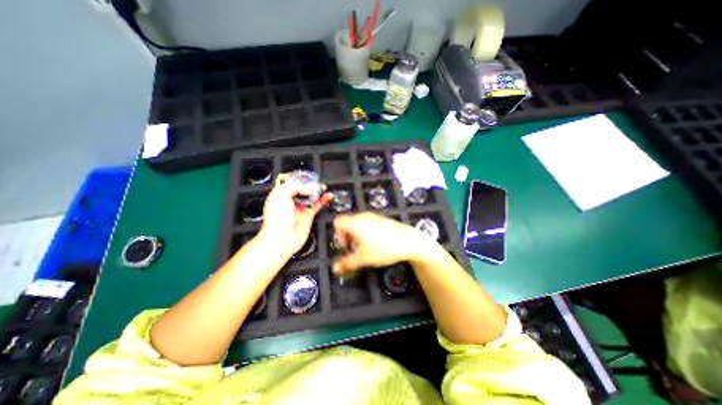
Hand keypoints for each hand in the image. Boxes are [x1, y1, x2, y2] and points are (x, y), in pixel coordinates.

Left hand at [259, 173, 331, 259]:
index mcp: (281, 194)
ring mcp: (301, 207)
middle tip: (318, 183)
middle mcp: (291, 200)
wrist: (282, 239)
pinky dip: (324, 200)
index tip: (309, 179)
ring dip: (319, 191)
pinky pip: (318, 205)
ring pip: (312, 196)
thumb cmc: (276, 221)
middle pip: (304, 188)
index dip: (301, 179)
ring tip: (324, 188)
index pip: (293, 182)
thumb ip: (295, 187)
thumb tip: (309, 188)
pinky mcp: (309, 215)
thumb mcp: (281, 196)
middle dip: (311, 185)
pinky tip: (328, 196)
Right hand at [333, 212, 433, 275]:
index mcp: (355, 223)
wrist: (408, 241)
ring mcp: (373, 216)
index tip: (346, 247)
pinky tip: (375, 243)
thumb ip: (346, 263)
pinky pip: (367, 223)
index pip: (337, 222)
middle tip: (355, 250)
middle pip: (347, 224)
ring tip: (365, 248)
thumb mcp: (363, 259)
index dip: (338, 235)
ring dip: (356, 236)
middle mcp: (362, 216)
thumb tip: (334, 268)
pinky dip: (366, 232)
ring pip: (357, 224)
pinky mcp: (381, 219)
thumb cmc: (383, 249)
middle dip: (348, 237)